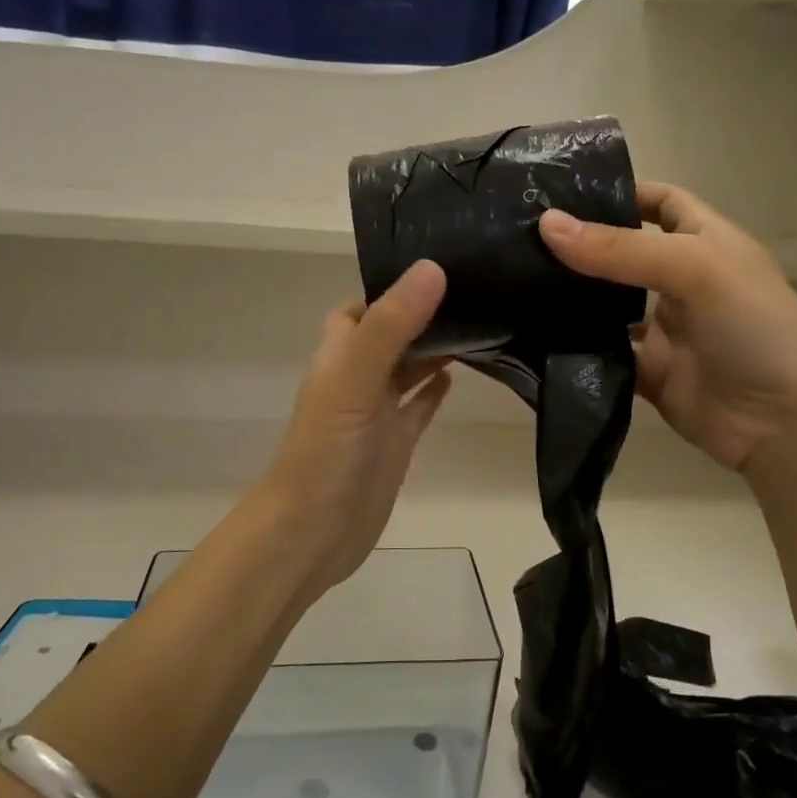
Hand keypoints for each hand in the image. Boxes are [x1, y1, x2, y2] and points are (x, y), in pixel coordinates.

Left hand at [257, 261, 452, 599]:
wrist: (313, 533)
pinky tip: (462, 375)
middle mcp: (358, 376)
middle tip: (477, 288)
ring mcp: (377, 411)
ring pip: (409, 366)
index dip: (392, 285)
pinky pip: (418, 406)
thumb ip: (391, 327)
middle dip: (425, 311)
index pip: (363, 304)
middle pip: (392, 332)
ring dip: (436, 347)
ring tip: (482, 320)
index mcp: (340, 354)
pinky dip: (435, 389)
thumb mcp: (354, 380)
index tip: (441, 264)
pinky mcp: (396, 442)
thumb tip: (432, 269)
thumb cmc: (326, 452)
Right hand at [538, 184, 796, 474]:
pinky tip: (537, 338)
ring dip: (574, 299)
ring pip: (610, 307)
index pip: (662, 202)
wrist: (786, 423)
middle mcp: (683, 282)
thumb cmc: (754, 326)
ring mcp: (666, 332)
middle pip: (625, 254)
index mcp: (706, 243)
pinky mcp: (651, 375)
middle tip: (521, 238)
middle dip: (583, 246)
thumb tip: (547, 225)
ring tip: (517, 282)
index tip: (564, 192)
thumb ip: (621, 250)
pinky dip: (579, 350)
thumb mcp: (694, 269)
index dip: (622, 192)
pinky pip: (607, 356)